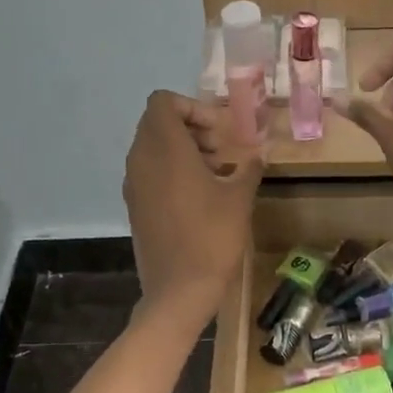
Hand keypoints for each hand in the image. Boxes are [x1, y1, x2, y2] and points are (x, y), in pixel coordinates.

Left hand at [123, 92, 262, 326]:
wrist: (178, 290)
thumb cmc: (212, 237)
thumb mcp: (239, 198)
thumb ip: (248, 168)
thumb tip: (258, 154)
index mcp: (164, 149)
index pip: (163, 102)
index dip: (191, 107)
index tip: (218, 132)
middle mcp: (141, 160)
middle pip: (157, 122)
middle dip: (190, 128)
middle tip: (220, 151)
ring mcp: (134, 184)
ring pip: (153, 148)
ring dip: (183, 150)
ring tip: (215, 173)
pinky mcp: (135, 205)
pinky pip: (150, 172)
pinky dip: (172, 171)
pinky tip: (201, 196)